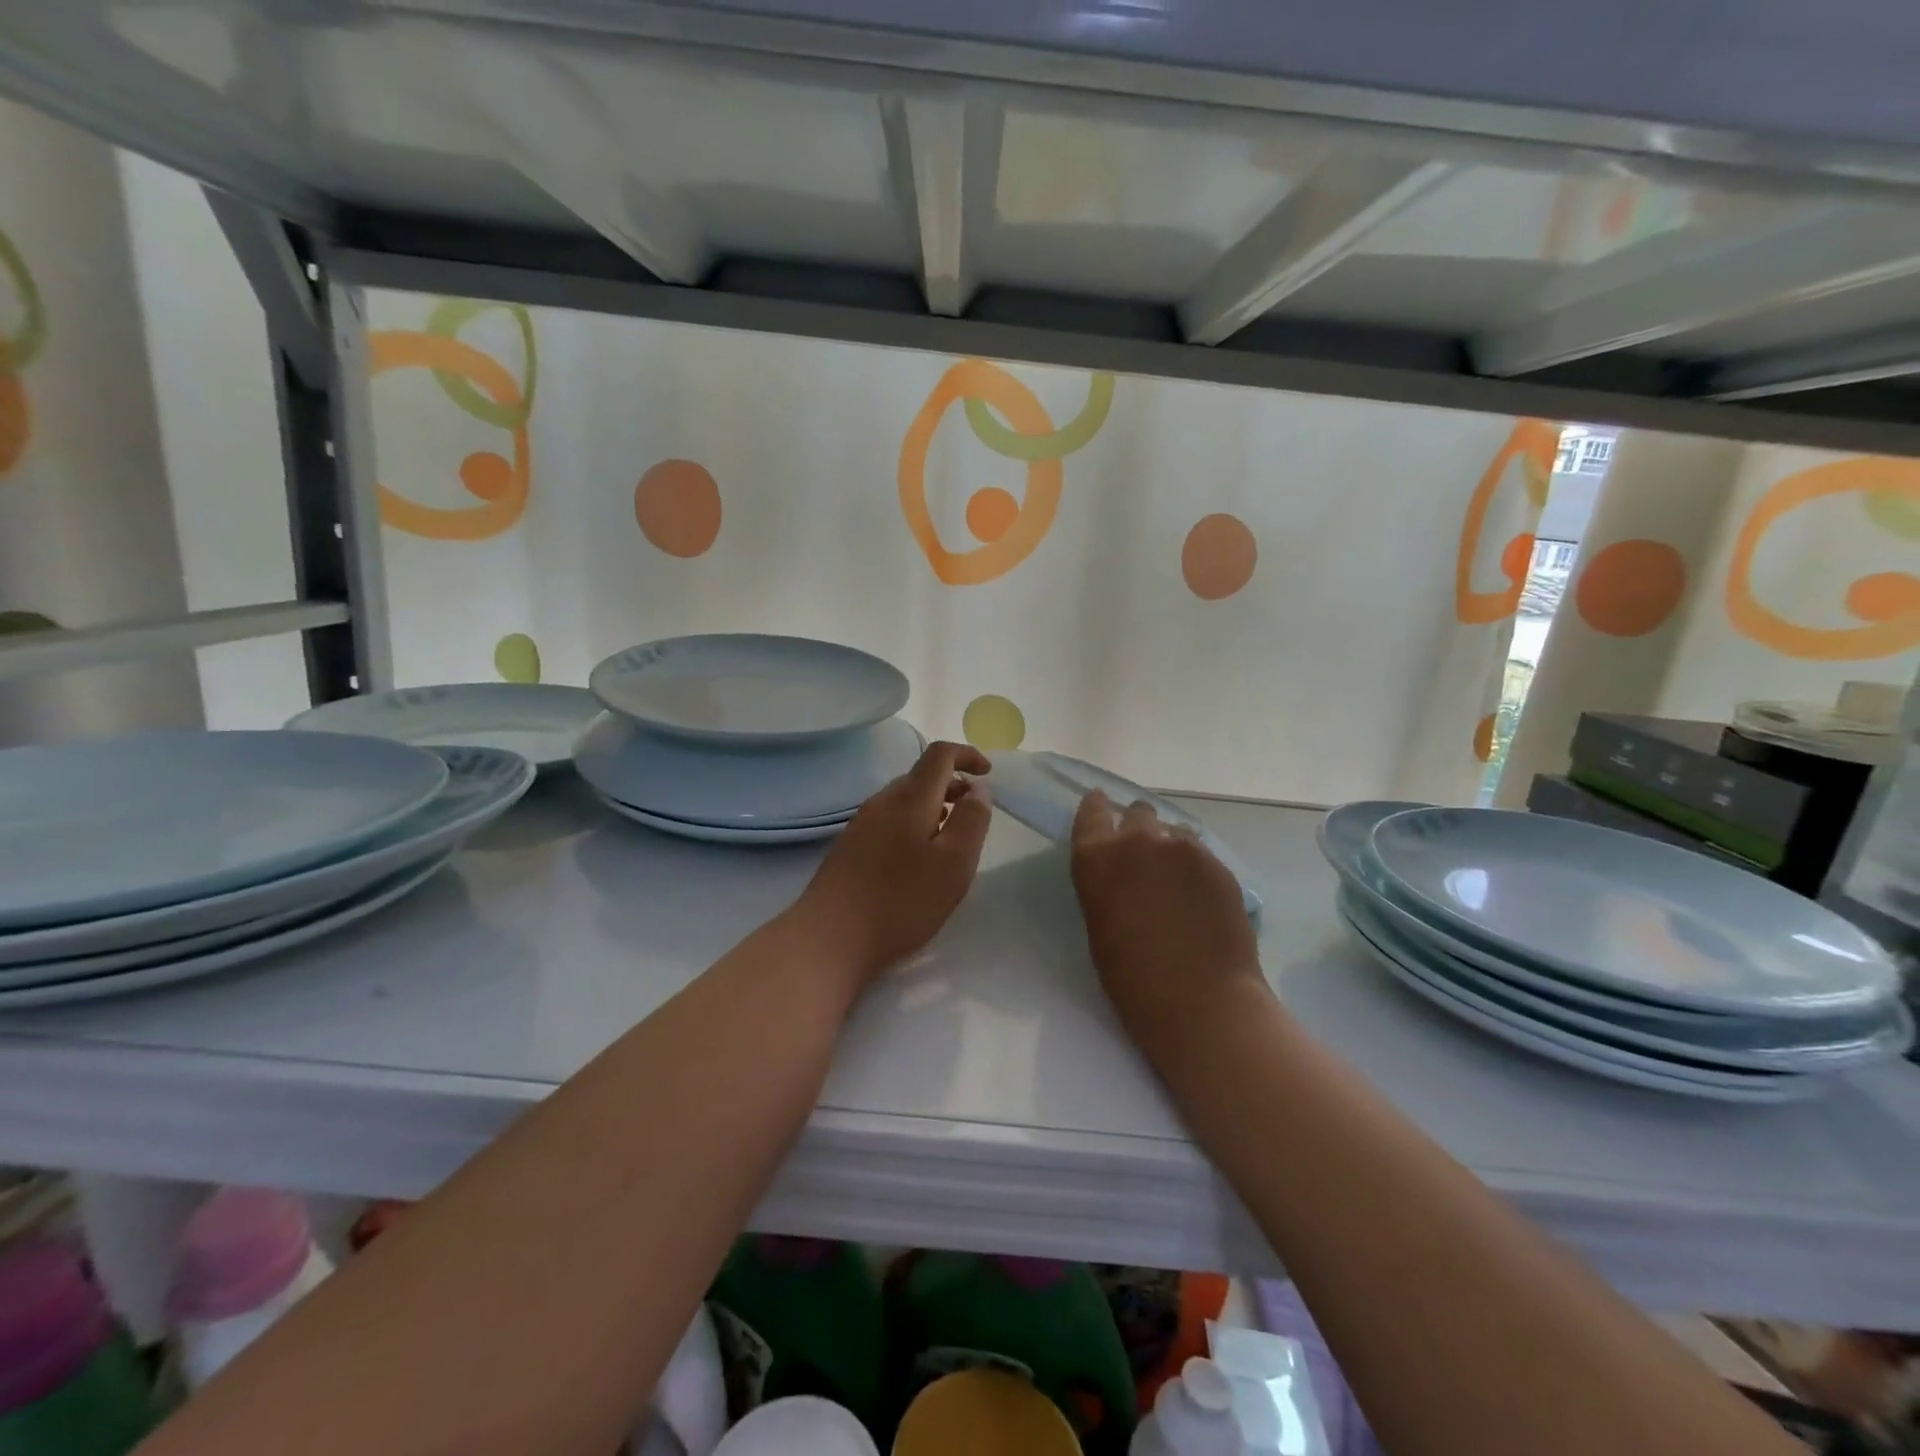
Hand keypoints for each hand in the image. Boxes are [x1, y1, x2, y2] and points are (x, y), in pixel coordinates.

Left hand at [794, 741, 992, 986]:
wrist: (828, 939)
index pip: (939, 754)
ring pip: (904, 801)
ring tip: (951, 839)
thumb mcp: (954, 864)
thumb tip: (978, 788)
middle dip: (952, 785)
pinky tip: (917, 860)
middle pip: (920, 776)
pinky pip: (889, 821)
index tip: (988, 774)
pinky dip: (913, 825)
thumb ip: (972, 821)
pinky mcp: (849, 848)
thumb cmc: (901, 902)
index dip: (967, 755)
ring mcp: (861, 824)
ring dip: (933, 807)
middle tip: (974, 814)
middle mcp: (881, 802)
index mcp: (909, 799)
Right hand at [1070, 791, 1263, 1046]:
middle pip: (1138, 813)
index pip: (1091, 811)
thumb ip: (1106, 884)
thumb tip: (1122, 874)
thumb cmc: (1133, 979)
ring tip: (1178, 882)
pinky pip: (1202, 853)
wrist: (1202, 1000)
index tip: (1101, 808)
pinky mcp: (1218, 864)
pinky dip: (1196, 868)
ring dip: (1171, 848)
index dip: (1097, 808)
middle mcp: (1138, 840)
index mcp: (1097, 858)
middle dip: (1139, 829)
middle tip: (1145, 860)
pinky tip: (1201, 899)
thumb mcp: (1099, 924)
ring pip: (1175, 832)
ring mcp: (1184, 848)